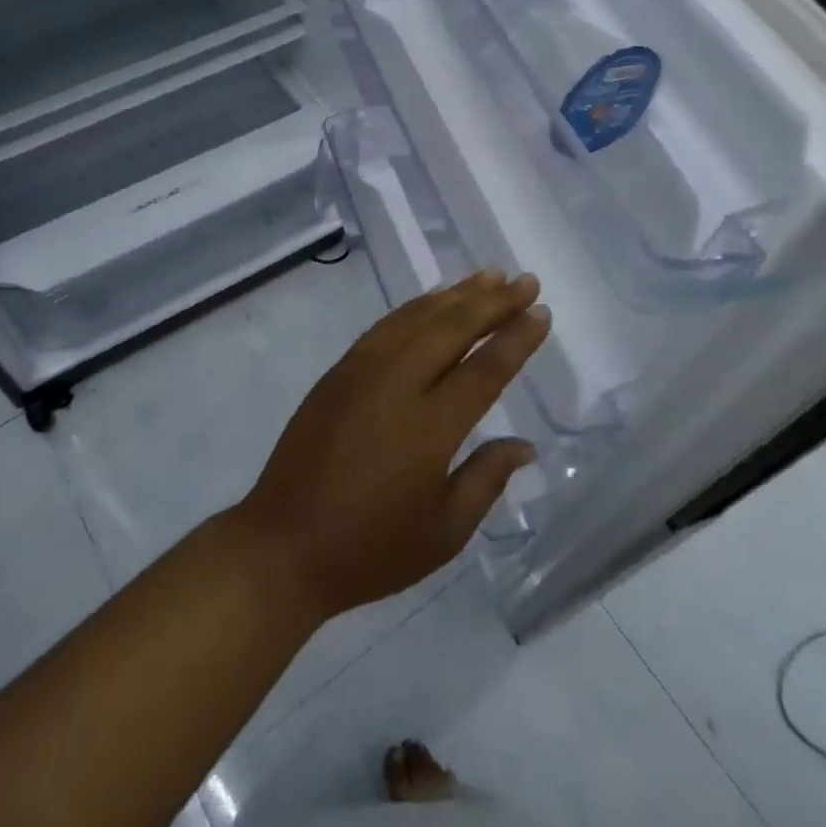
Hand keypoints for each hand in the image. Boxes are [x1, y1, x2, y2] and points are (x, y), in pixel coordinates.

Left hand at [235, 270, 548, 621]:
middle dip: (494, 302)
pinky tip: (433, 301)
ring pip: (417, 317)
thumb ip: (487, 478)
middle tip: (526, 281)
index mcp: (429, 427)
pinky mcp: (339, 371)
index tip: (541, 312)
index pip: (484, 369)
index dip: (516, 338)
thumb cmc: (371, 549)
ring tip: (489, 277)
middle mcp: (396, 384)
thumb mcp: (444, 531)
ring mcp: (362, 371)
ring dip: (456, 295)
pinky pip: (386, 326)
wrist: (285, 544)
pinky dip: (415, 307)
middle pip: (452, 329)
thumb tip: (525, 444)